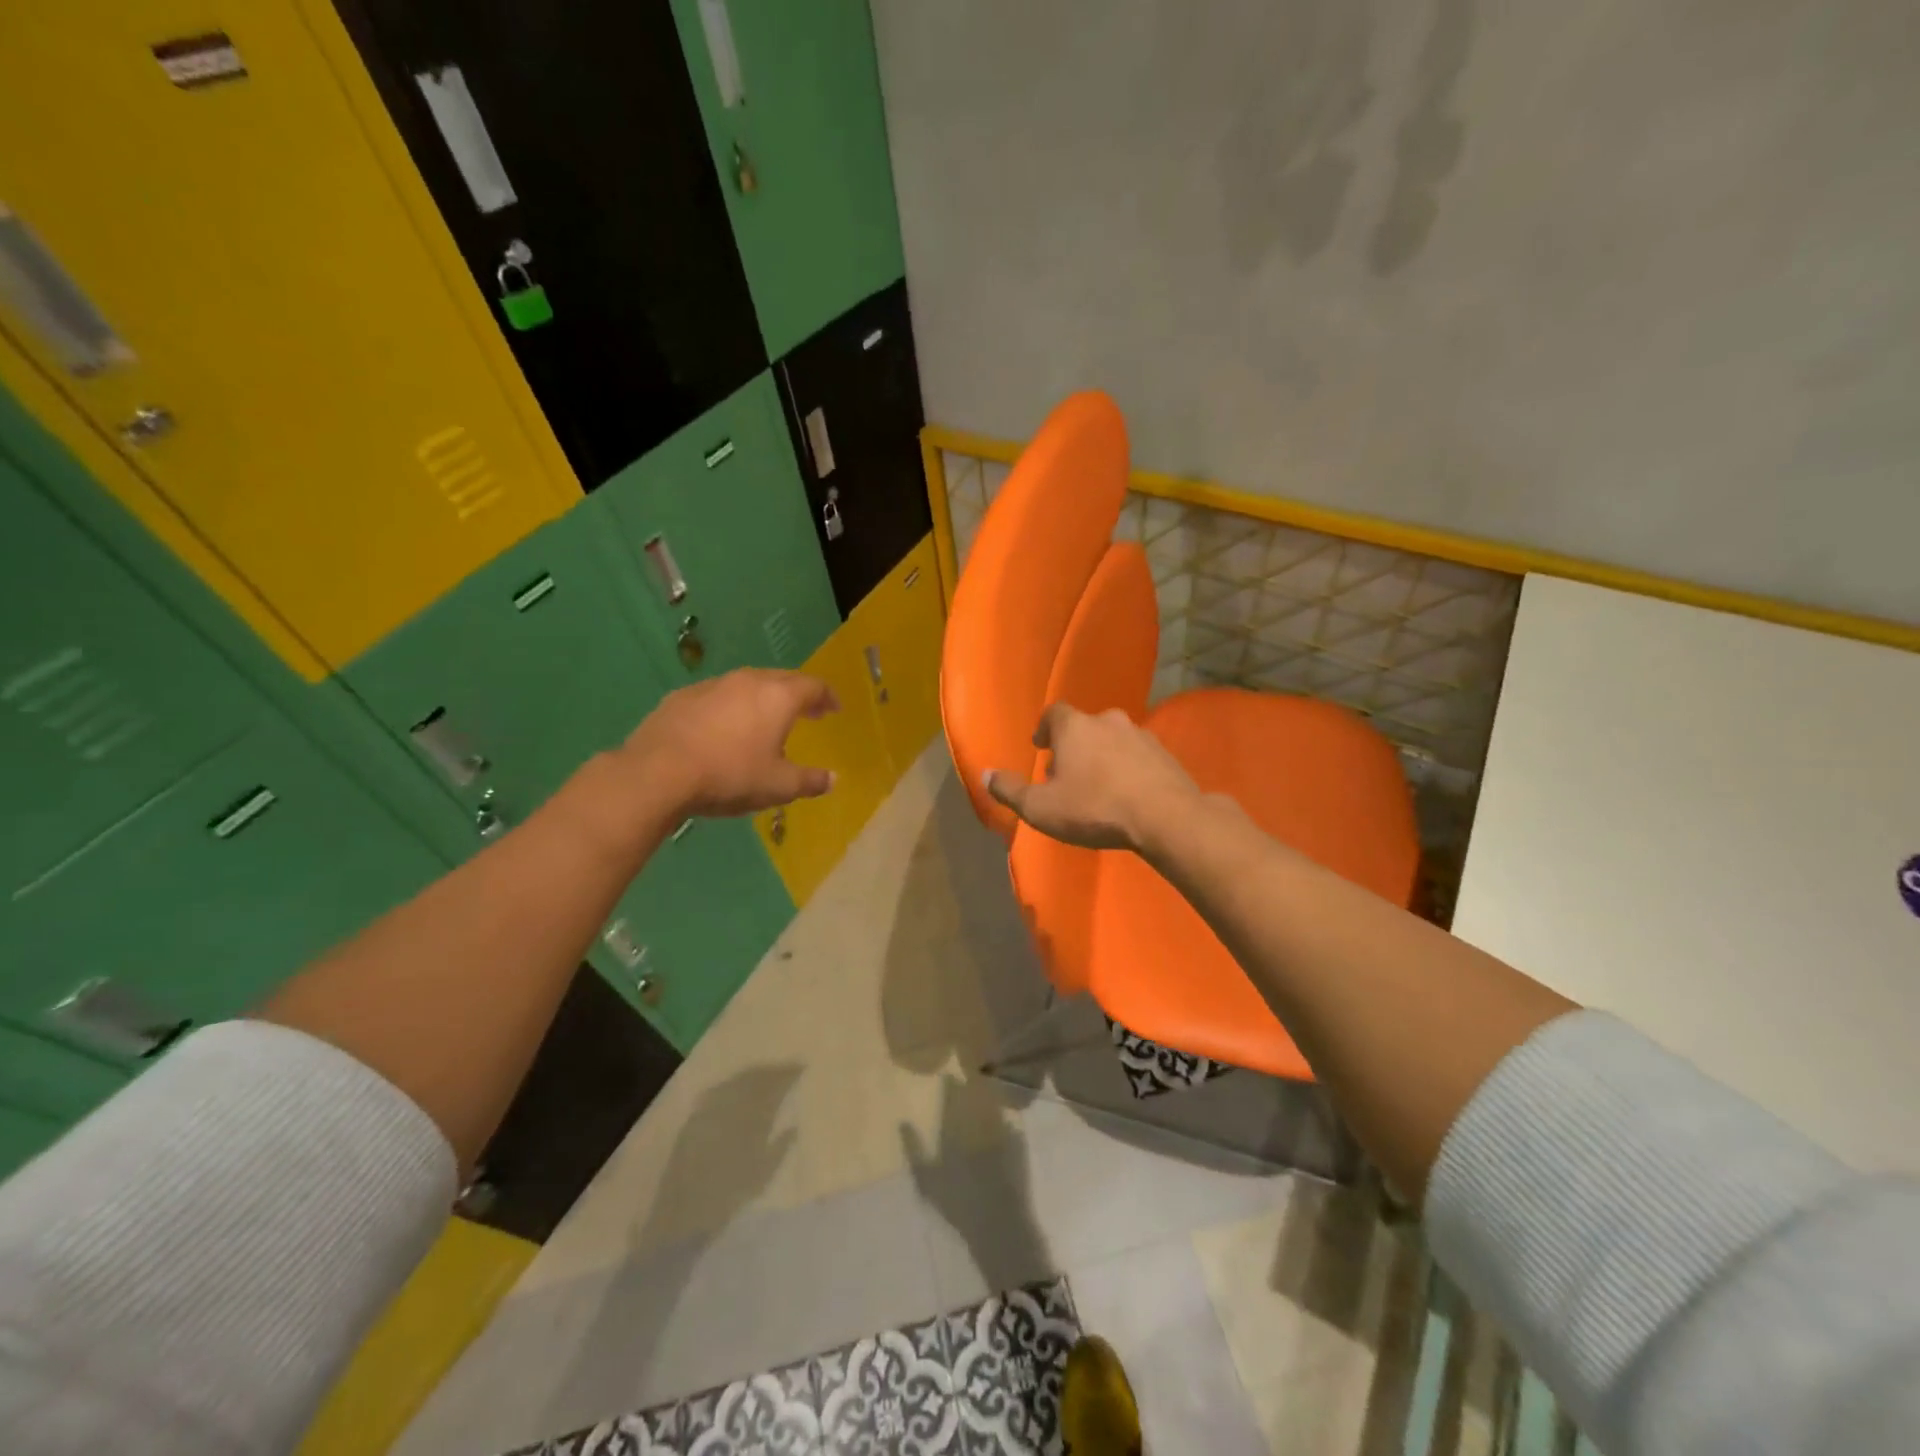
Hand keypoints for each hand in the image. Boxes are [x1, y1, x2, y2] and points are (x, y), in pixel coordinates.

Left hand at [621, 668, 838, 817]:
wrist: (658, 772)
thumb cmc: (730, 775)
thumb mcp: (778, 786)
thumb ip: (810, 781)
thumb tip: (832, 778)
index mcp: (778, 697)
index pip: (813, 686)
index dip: (827, 696)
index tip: (833, 709)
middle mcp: (748, 681)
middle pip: (782, 679)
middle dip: (798, 694)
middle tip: (807, 711)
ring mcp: (712, 685)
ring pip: (747, 684)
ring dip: (762, 698)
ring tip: (765, 719)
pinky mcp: (682, 696)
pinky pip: (717, 696)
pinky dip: (730, 707)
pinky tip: (724, 728)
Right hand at [984, 704, 1200, 852]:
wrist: (1164, 817)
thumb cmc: (1093, 808)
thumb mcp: (1041, 807)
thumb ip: (1010, 791)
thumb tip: (985, 775)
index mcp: (1075, 726)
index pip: (1054, 714)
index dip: (1045, 729)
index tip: (1042, 747)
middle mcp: (1108, 721)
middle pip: (1085, 727)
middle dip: (1074, 746)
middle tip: (1067, 774)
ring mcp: (1141, 735)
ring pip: (1114, 740)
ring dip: (1103, 757)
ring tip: (1098, 786)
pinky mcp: (1166, 755)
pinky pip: (1138, 757)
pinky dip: (1129, 769)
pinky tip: (1128, 793)